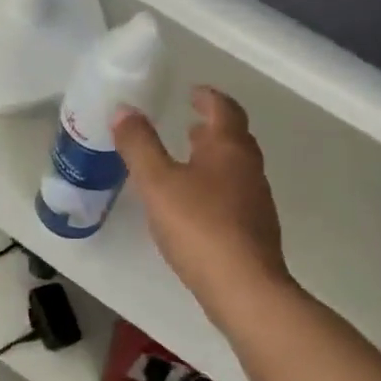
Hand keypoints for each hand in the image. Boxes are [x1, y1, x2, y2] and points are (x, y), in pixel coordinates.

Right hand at [113, 87, 289, 320]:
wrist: (244, 288)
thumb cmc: (199, 226)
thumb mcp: (157, 182)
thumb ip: (139, 145)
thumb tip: (124, 109)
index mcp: (229, 148)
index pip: (224, 109)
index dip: (208, 97)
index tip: (193, 92)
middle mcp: (248, 168)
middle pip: (235, 137)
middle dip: (212, 127)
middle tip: (189, 123)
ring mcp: (256, 201)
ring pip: (235, 167)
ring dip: (214, 157)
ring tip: (188, 159)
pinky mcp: (254, 230)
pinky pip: (234, 194)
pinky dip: (215, 185)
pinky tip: (195, 204)